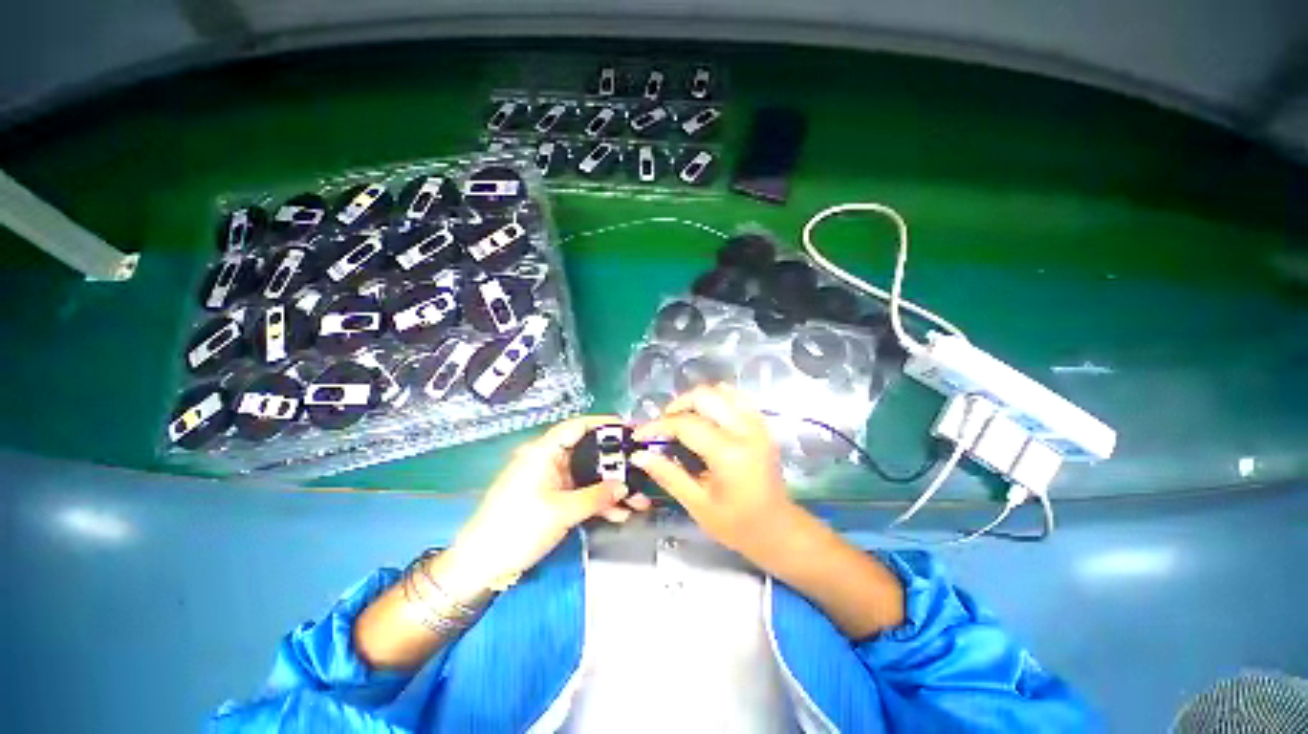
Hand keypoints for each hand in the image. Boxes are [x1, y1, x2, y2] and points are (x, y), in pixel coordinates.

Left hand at [444, 415, 651, 592]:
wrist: (481, 564)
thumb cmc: (517, 528)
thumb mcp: (562, 511)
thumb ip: (597, 496)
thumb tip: (625, 487)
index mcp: (544, 452)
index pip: (578, 427)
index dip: (604, 424)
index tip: (628, 429)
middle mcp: (549, 461)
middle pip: (588, 452)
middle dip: (615, 463)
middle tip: (640, 466)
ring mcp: (551, 481)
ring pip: (588, 475)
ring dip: (611, 487)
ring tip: (638, 498)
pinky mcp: (552, 498)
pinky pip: (581, 493)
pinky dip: (598, 501)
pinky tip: (619, 513)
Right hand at [631, 385, 798, 562]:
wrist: (778, 529)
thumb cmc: (737, 524)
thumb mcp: (697, 504)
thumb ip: (668, 475)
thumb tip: (639, 455)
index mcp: (729, 454)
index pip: (686, 424)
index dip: (658, 426)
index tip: (640, 435)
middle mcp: (745, 430)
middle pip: (704, 396)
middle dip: (677, 406)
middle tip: (663, 426)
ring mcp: (757, 424)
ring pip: (720, 391)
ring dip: (696, 400)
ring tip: (682, 420)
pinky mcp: (762, 424)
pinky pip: (736, 397)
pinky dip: (716, 400)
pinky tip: (705, 417)